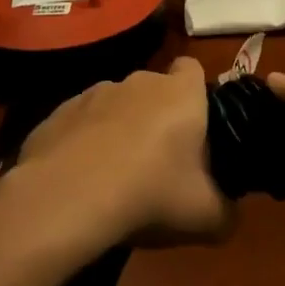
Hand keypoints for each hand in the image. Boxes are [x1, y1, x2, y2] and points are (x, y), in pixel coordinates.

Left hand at [9, 57, 233, 248]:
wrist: (65, 199)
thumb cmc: (150, 194)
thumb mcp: (206, 217)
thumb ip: (227, 212)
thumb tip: (229, 215)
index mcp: (180, 94)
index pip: (193, 68)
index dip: (196, 91)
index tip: (196, 124)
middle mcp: (137, 82)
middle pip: (153, 89)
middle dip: (157, 117)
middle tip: (159, 162)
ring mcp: (92, 94)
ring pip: (114, 106)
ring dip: (118, 130)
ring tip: (114, 176)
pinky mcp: (56, 114)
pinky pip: (79, 124)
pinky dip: (82, 144)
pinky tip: (78, 181)